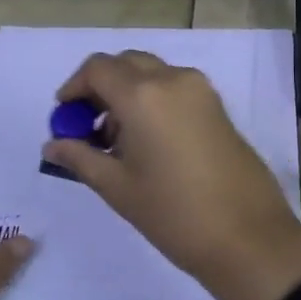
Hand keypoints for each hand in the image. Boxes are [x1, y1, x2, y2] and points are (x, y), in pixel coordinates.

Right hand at [40, 51, 300, 299]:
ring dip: (128, 93)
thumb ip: (80, 157)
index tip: (65, 118)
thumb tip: (53, 145)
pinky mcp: (218, 106)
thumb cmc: (173, 213)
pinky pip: (175, 88)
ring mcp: (201, 90)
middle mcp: (173, 79)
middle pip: (126, 64)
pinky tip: (149, 143)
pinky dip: (153, 100)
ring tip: (118, 143)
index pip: (97, 68)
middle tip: (88, 128)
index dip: (74, 88)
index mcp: (144, 95)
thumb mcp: (117, 187)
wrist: (247, 235)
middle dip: (101, 88)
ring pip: (152, 74)